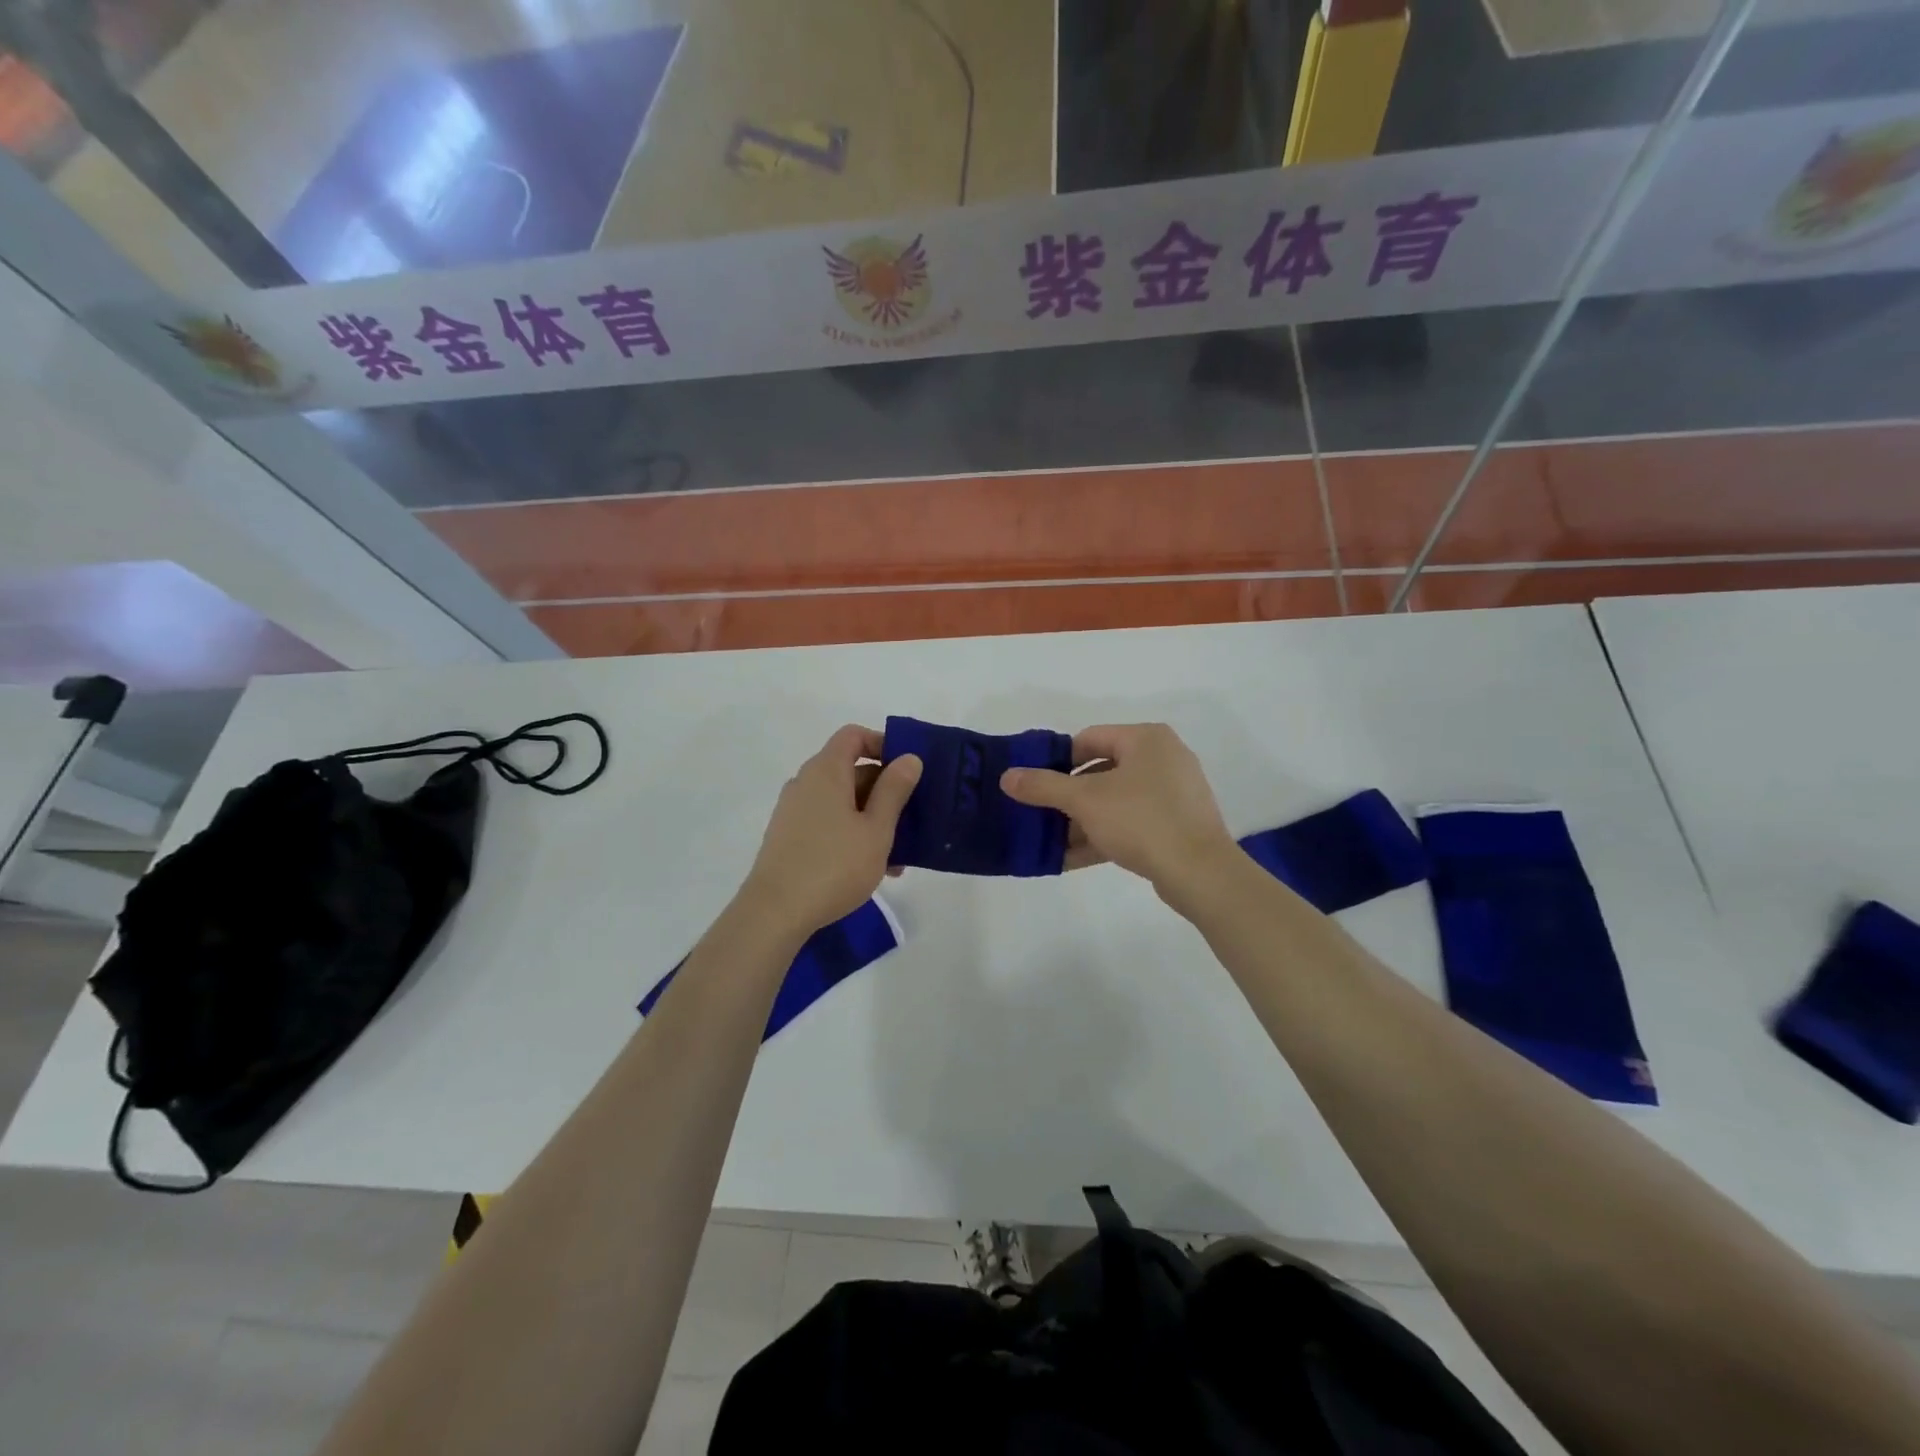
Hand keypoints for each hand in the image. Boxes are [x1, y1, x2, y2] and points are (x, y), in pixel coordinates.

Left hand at [740, 725, 921, 937]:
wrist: (775, 913)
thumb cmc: (834, 865)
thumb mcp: (877, 829)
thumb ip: (894, 790)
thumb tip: (908, 758)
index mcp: (826, 771)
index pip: (853, 736)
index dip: (883, 744)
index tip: (908, 770)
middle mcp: (806, 783)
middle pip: (850, 770)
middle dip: (885, 790)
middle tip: (913, 819)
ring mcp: (794, 811)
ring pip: (842, 802)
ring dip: (872, 819)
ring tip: (898, 856)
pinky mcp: (789, 837)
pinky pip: (828, 822)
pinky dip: (852, 834)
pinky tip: (873, 868)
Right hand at [1000, 723, 1235, 898]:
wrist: (1201, 872)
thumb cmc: (1141, 821)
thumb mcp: (1084, 801)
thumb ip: (1043, 786)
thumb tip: (1006, 776)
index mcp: (1146, 739)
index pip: (1089, 738)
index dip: (1058, 761)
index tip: (1037, 786)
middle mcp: (1164, 757)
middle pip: (1102, 770)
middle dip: (1069, 796)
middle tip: (1043, 816)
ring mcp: (1175, 792)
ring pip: (1116, 800)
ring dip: (1084, 820)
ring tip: (1054, 842)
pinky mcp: (1179, 824)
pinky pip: (1133, 822)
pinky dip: (1106, 834)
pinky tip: (1076, 857)